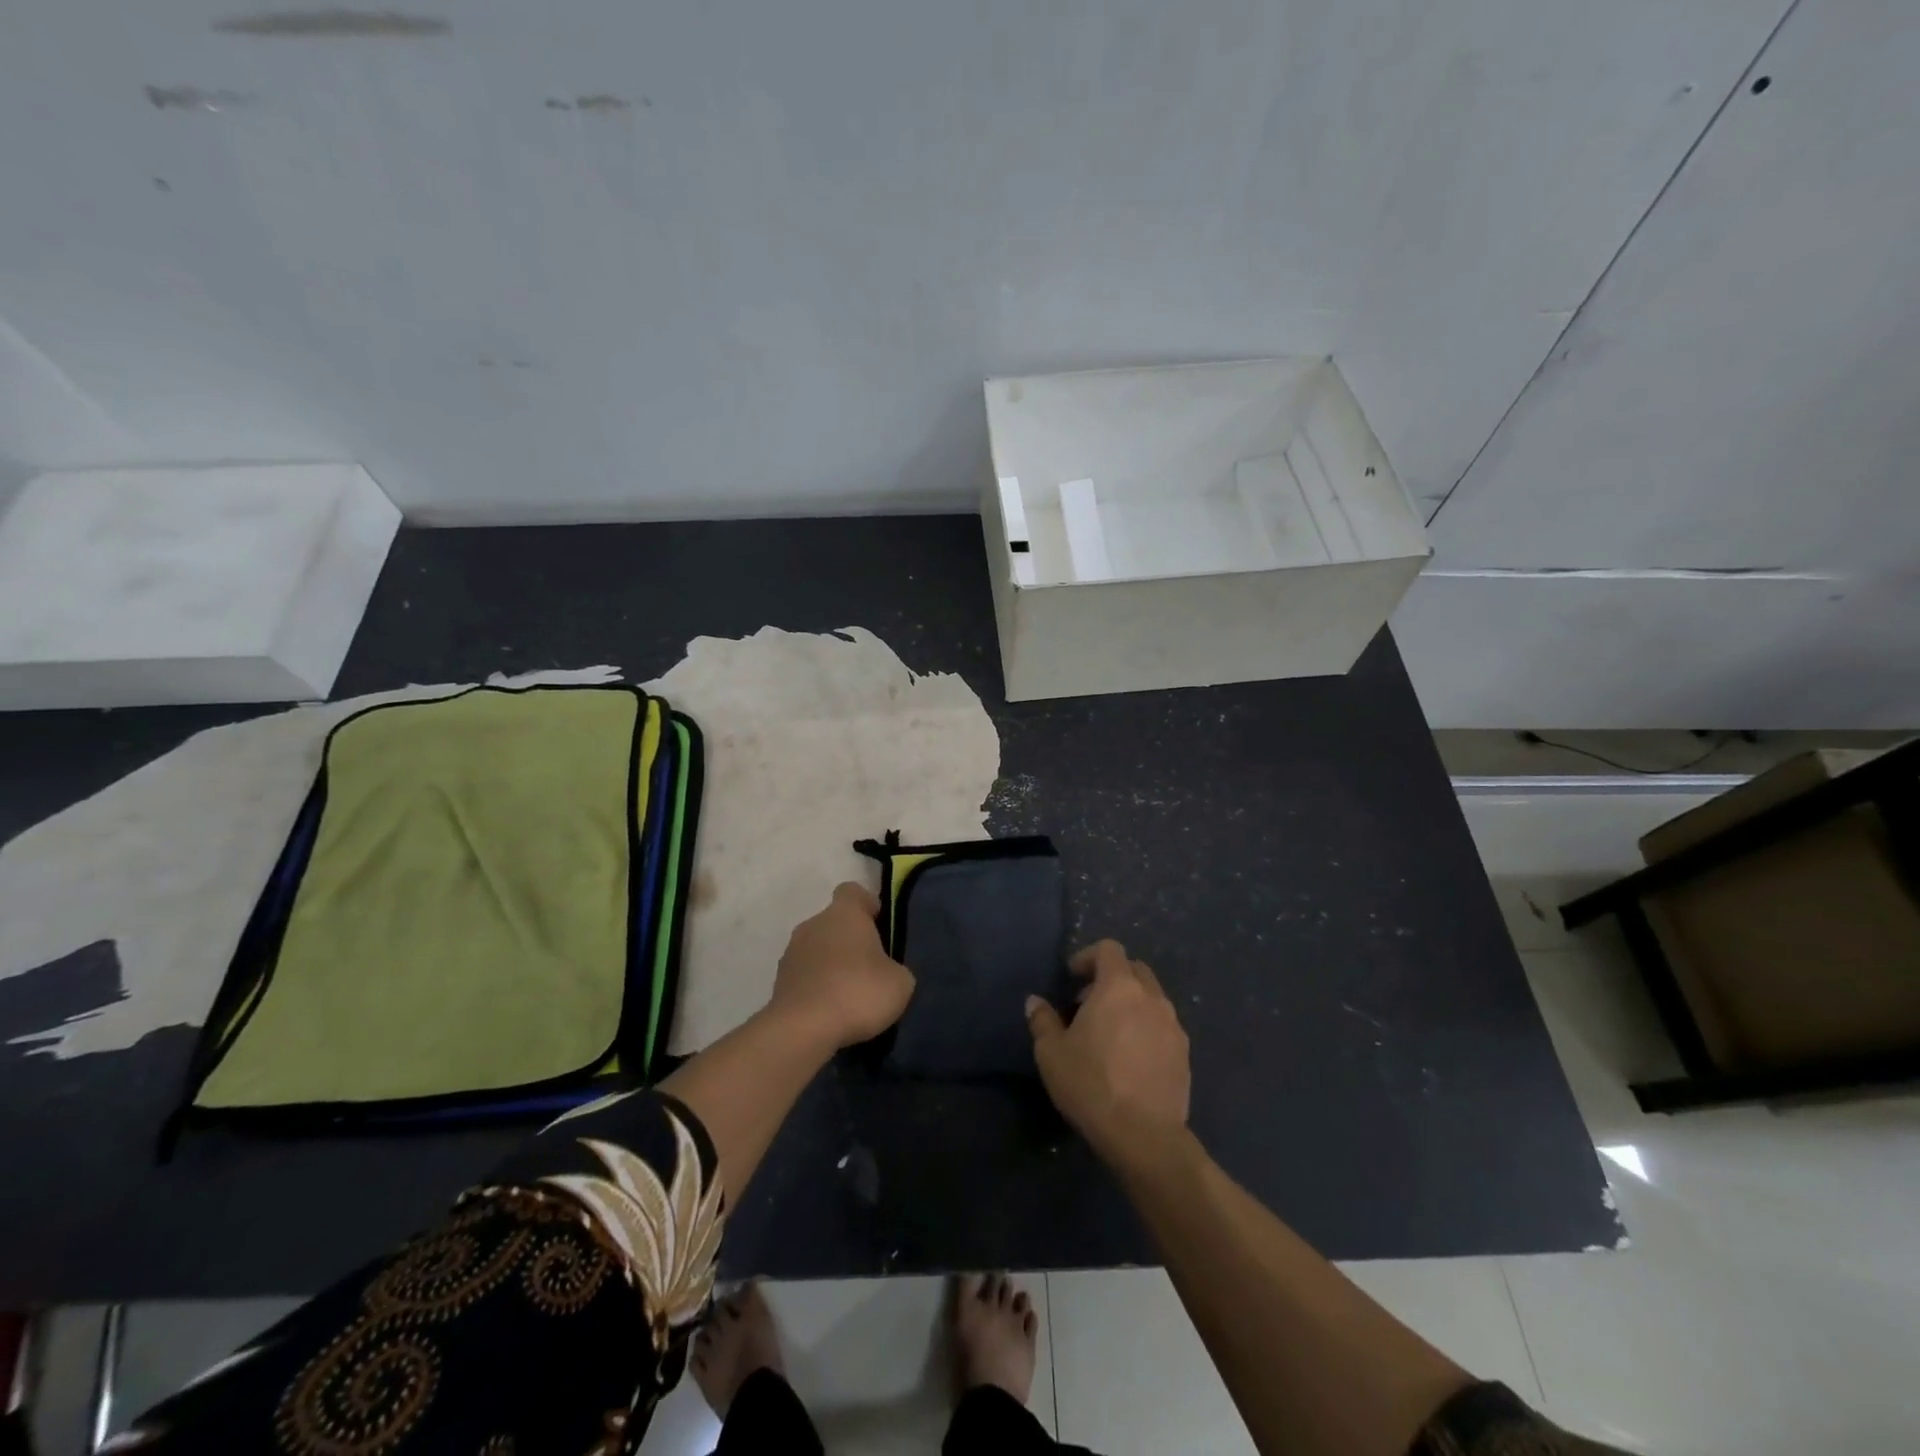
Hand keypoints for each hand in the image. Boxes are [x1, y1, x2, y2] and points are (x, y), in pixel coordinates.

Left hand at [769, 882, 914, 1050]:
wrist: (802, 1030)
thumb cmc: (858, 993)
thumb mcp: (900, 982)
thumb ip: (895, 968)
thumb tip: (887, 972)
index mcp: (844, 913)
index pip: (853, 891)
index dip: (868, 905)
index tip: (880, 926)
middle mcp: (814, 924)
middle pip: (835, 922)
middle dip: (851, 941)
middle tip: (871, 969)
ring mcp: (791, 952)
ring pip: (818, 949)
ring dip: (832, 965)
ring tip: (850, 996)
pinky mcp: (779, 982)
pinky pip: (805, 976)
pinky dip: (817, 988)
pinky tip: (831, 1012)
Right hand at [1026, 940, 1190, 1168]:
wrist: (1144, 1135)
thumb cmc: (1091, 1084)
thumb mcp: (1051, 1053)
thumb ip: (1042, 1020)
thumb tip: (1035, 1001)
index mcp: (1118, 987)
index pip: (1109, 949)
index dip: (1088, 956)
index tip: (1072, 978)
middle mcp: (1151, 997)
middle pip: (1134, 969)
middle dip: (1111, 977)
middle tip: (1089, 1003)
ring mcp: (1173, 1025)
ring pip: (1152, 998)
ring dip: (1131, 1003)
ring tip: (1111, 1033)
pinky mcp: (1184, 1053)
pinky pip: (1163, 1026)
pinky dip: (1147, 1028)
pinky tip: (1131, 1058)